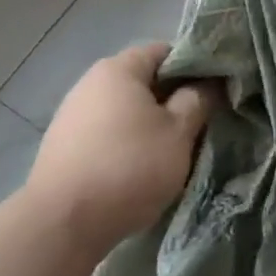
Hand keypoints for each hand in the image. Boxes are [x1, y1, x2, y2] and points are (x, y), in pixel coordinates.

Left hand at [26, 42, 218, 258]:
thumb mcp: (178, 133)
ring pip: (124, 111)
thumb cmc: (129, 167)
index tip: (213, 92)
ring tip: (170, 153)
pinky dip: (125, 145)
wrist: (62, 223)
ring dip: (148, 126)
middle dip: (171, 100)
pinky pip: (106, 135)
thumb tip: (205, 85)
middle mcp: (90, 83)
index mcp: (118, 69)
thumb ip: (197, 101)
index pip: (164, 51)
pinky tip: (137, 171)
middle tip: (197, 126)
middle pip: (142, 81)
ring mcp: (71, 115)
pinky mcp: (62, 147)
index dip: (193, 67)